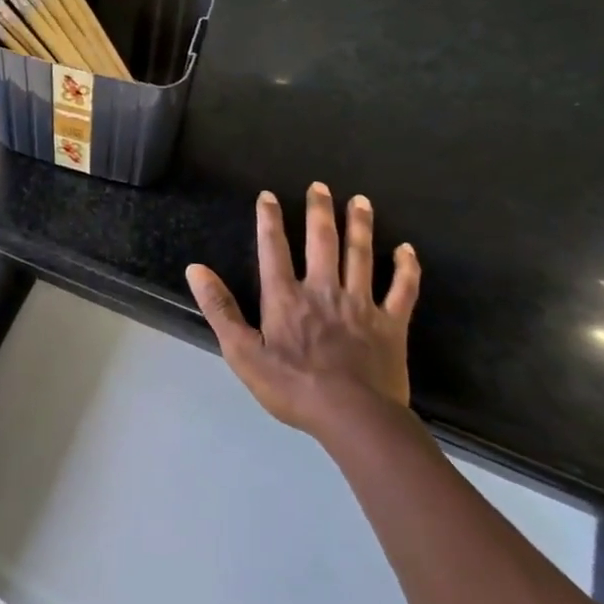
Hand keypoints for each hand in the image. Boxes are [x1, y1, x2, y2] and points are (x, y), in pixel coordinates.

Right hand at [187, 183, 420, 438]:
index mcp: (285, 297)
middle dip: (320, 211)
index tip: (269, 196)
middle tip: (321, 186)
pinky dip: (406, 268)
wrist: (353, 417)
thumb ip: (219, 308)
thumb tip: (195, 269)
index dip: (270, 220)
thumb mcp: (241, 351)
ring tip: (361, 201)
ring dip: (360, 226)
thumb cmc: (291, 386)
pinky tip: (407, 250)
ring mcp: (361, 305)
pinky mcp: (391, 324)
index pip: (274, 249)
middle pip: (322, 242)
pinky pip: (402, 290)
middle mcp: (323, 290)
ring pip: (361, 256)